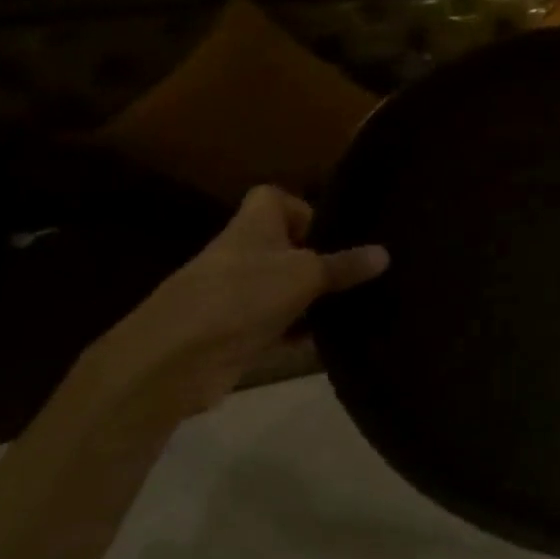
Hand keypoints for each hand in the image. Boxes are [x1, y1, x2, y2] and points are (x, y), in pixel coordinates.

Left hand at [76, 185, 388, 418]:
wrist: (174, 360)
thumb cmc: (242, 296)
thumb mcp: (305, 275)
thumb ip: (345, 265)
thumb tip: (384, 253)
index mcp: (253, 226)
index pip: (274, 198)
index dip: (303, 208)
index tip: (335, 231)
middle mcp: (244, 254)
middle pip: (287, 246)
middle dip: (322, 259)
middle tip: (363, 271)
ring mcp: (238, 296)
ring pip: (286, 289)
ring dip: (315, 299)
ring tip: (360, 304)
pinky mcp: (237, 334)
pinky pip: (280, 326)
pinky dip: (302, 332)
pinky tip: (335, 340)